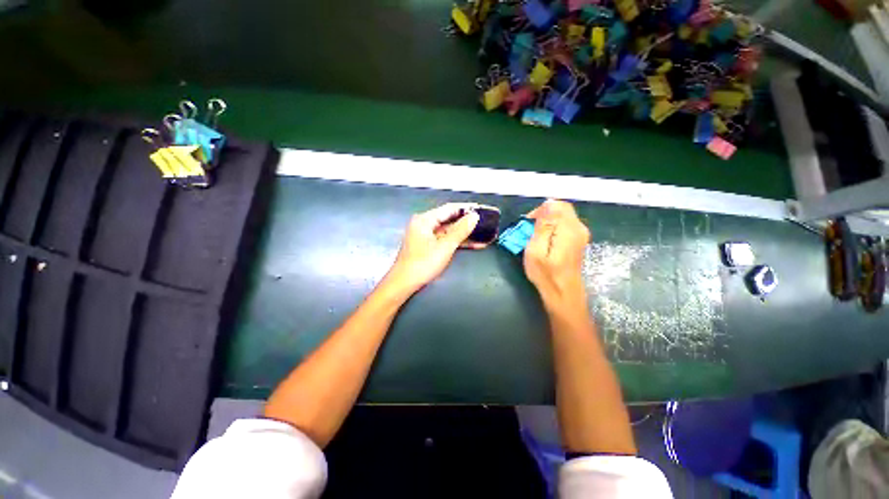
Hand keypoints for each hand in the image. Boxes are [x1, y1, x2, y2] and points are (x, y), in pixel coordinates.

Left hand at [385, 203, 481, 294]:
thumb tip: (474, 216)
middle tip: (486, 222)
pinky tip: (474, 244)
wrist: (404, 283)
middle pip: (449, 219)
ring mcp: (426, 236)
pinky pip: (446, 240)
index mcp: (425, 220)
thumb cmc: (423, 263)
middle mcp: (424, 224)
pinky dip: (458, 242)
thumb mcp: (444, 246)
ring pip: (449, 231)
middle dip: (467, 222)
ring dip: (465, 234)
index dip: (466, 208)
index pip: (449, 208)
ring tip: (484, 233)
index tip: (482, 209)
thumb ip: (460, 230)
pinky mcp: (429, 246)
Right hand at [523, 200, 590, 305]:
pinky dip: (552, 230)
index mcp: (569, 229)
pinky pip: (564, 226)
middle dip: (543, 216)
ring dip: (547, 223)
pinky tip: (544, 242)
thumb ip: (544, 226)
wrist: (563, 295)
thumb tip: (549, 204)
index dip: (542, 209)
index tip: (529, 222)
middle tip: (529, 231)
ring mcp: (580, 235)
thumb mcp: (537, 250)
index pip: (558, 205)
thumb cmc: (546, 274)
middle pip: (561, 210)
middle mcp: (579, 229)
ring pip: (562, 218)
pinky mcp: (578, 242)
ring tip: (534, 237)